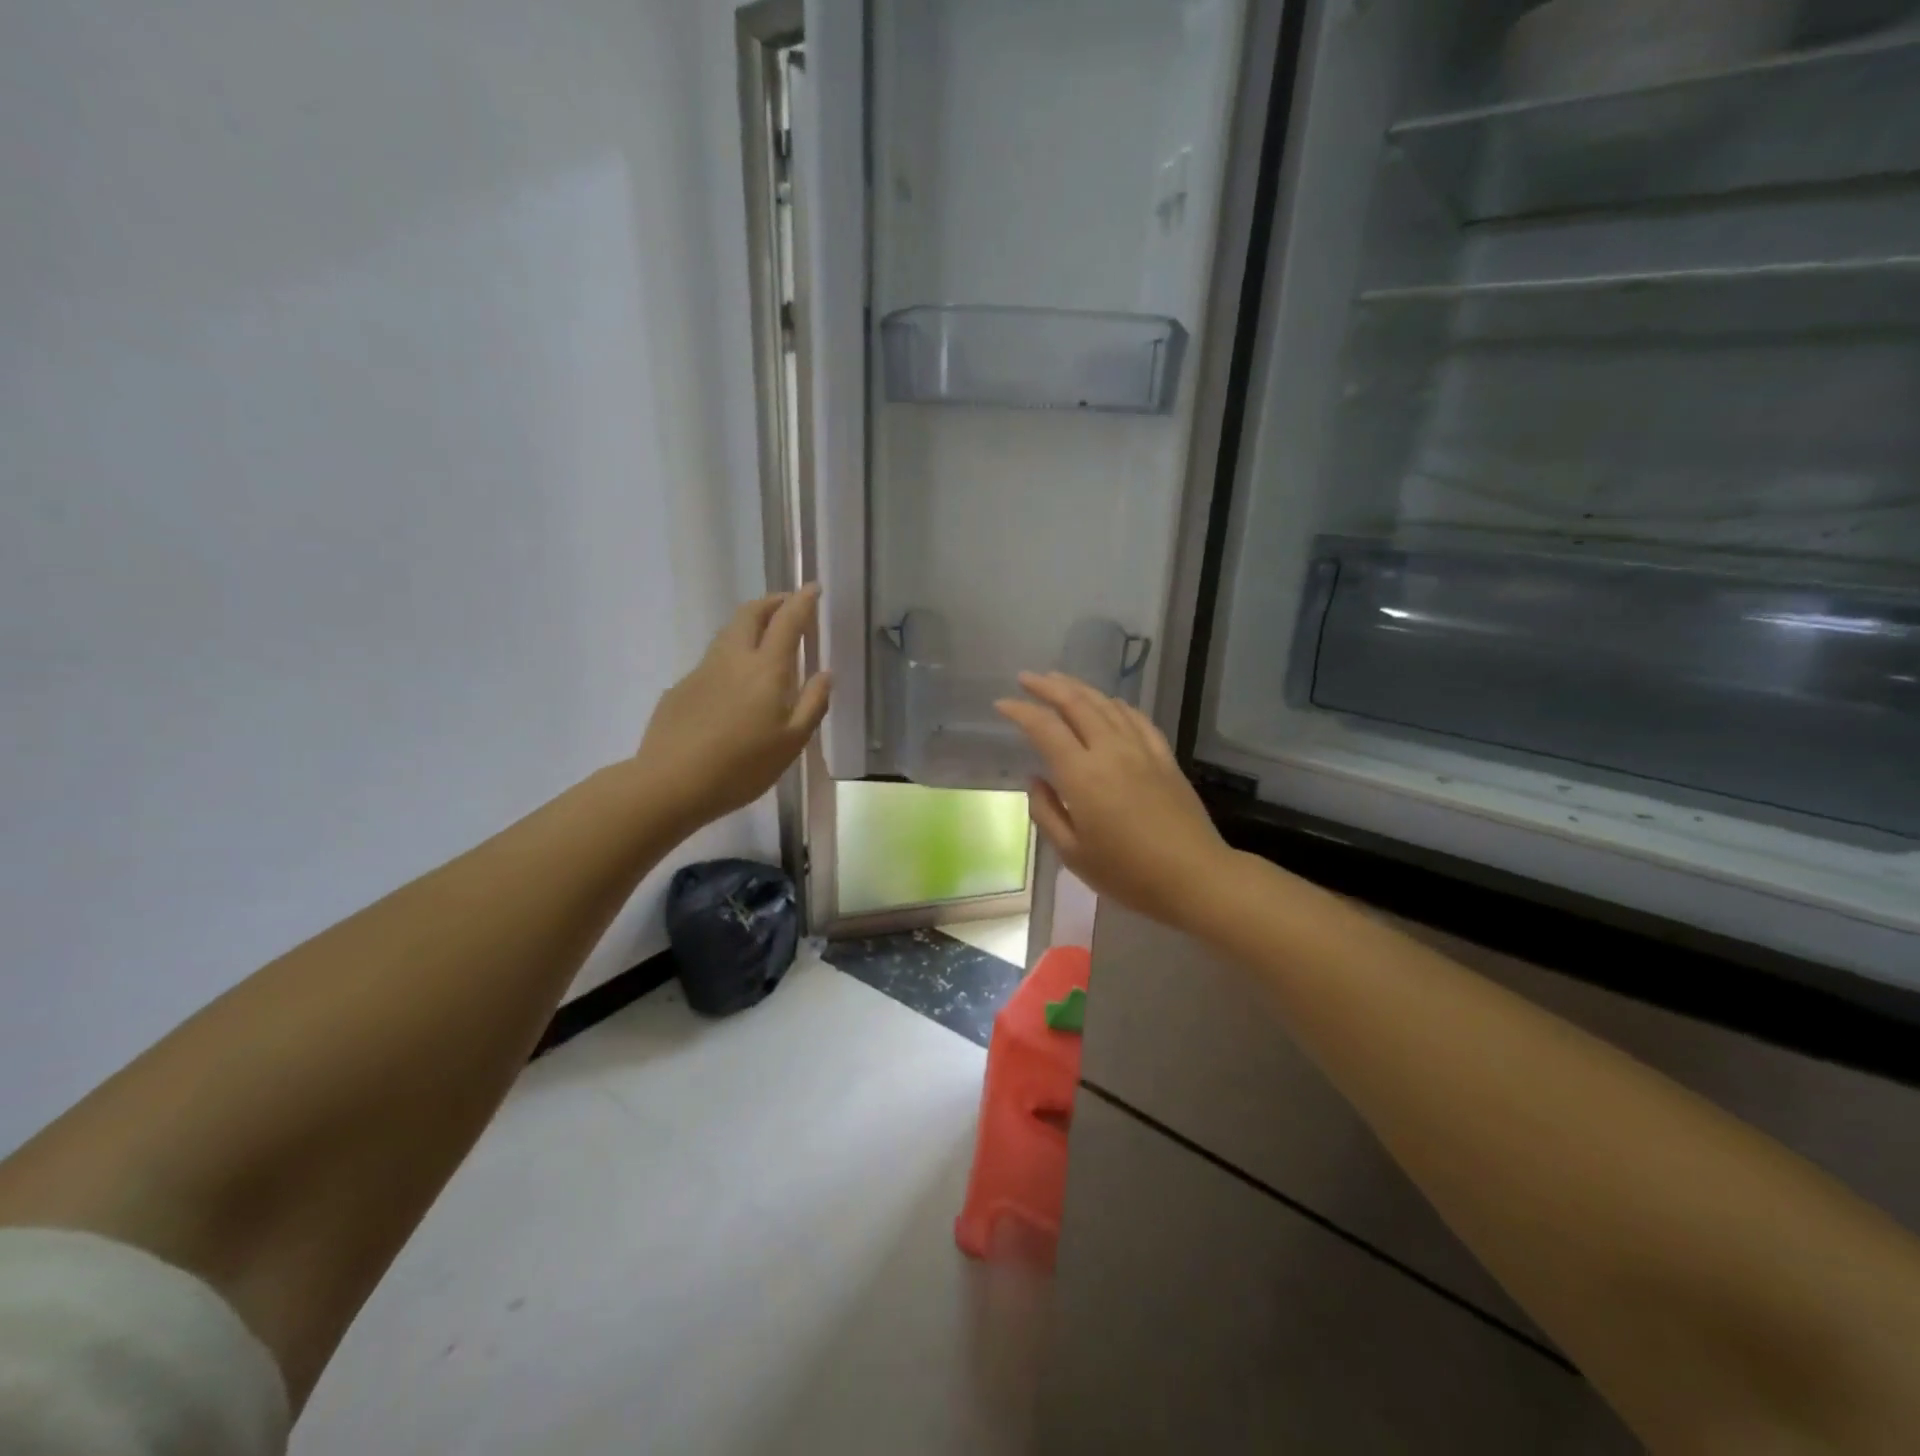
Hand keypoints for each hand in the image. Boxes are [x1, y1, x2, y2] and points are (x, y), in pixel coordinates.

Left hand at [637, 587, 830, 828]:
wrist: (671, 783)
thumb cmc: (742, 766)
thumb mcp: (791, 742)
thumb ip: (812, 704)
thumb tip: (825, 673)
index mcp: (766, 669)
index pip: (787, 621)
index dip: (802, 601)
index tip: (813, 588)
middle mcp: (733, 659)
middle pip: (750, 614)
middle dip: (771, 602)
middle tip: (787, 606)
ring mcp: (702, 671)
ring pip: (728, 634)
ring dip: (749, 624)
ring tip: (765, 638)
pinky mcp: (681, 688)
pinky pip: (712, 661)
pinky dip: (731, 656)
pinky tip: (734, 685)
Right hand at [995, 672, 1232, 934]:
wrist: (1194, 877)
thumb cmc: (1127, 873)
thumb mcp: (1072, 853)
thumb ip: (1047, 812)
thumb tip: (1036, 780)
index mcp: (1082, 775)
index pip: (1044, 728)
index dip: (1020, 711)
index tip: (1002, 704)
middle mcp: (1110, 751)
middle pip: (1076, 704)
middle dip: (1047, 687)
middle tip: (1026, 678)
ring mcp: (1141, 750)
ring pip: (1107, 704)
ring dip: (1079, 688)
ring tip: (1059, 680)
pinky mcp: (1164, 757)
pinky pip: (1137, 718)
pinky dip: (1117, 704)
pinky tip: (1110, 702)